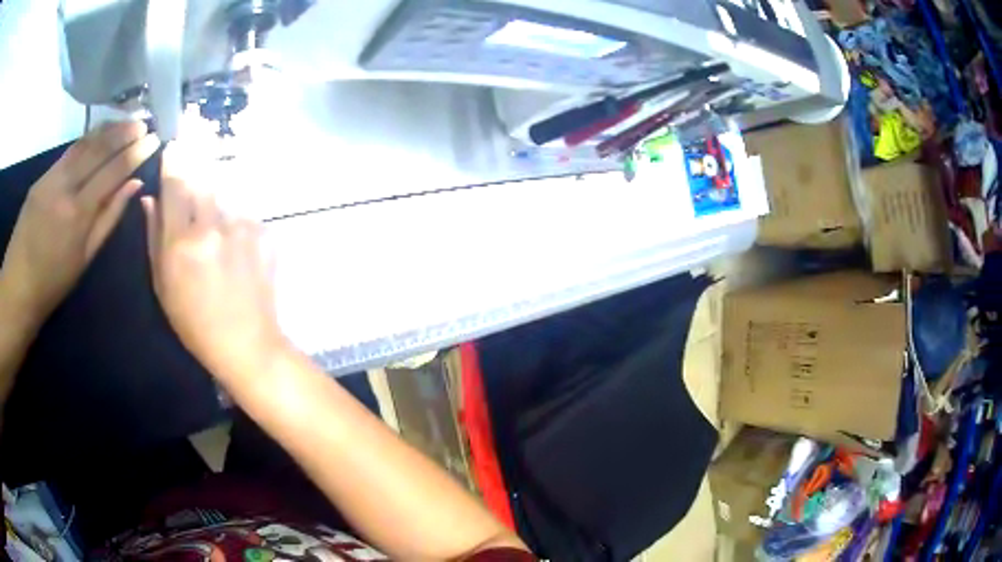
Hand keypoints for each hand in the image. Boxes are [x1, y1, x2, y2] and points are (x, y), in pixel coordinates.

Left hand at [0, 121, 158, 328]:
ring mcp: (51, 177)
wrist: (18, 286)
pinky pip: (69, 152)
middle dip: (124, 132)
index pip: (113, 171)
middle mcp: (65, 187)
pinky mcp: (42, 176)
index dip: (136, 152)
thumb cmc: (53, 283)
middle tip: (145, 123)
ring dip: (107, 130)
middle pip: (99, 149)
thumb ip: (109, 218)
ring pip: (84, 144)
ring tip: (126, 122)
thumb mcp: (84, 258)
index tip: (155, 139)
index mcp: (78, 213)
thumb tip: (133, 185)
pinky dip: (87, 140)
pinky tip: (98, 136)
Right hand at [142, 144, 284, 383]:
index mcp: (182, 241)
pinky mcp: (264, 233)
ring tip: (213, 227)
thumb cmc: (194, 324)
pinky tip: (233, 244)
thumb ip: (154, 237)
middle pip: (202, 179)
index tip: (173, 146)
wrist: (247, 344)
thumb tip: (149, 199)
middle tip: (191, 176)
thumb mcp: (163, 286)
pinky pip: (242, 212)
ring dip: (215, 198)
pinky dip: (234, 219)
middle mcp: (212, 226)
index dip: (174, 161)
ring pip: (223, 194)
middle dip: (194, 171)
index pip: (176, 184)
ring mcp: (242, 228)